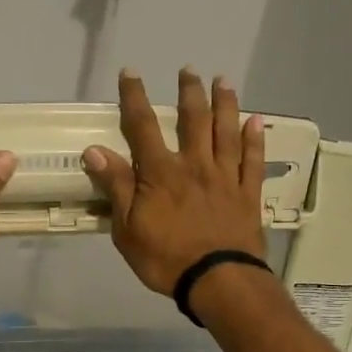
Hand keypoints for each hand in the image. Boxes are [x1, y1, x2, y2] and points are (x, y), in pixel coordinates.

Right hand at [82, 68, 266, 295]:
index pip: (143, 127)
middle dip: (189, 92)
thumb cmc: (165, 259)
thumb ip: (116, 187)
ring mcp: (225, 178)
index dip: (135, 97)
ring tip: (223, 81)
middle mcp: (194, 165)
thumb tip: (95, 151)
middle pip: (193, 120)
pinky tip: (256, 121)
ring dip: (224, 104)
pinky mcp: (248, 194)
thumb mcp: (127, 229)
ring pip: (225, 132)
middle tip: (188, 71)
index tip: (131, 73)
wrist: (217, 280)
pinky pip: (253, 160)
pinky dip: (255, 138)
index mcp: (161, 173)